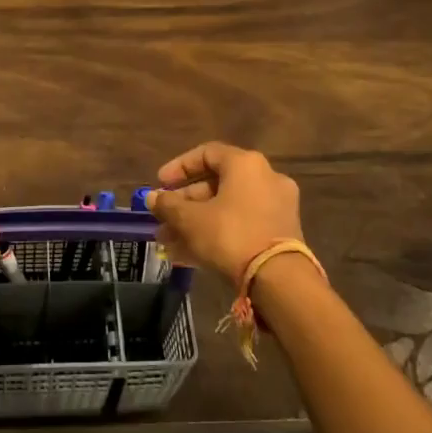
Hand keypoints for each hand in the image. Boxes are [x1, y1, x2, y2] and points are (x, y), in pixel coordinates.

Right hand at [145, 143, 305, 286]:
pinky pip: (240, 224)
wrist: (279, 279)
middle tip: (162, 219)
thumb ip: (168, 205)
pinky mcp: (280, 232)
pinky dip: (216, 233)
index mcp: (245, 164)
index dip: (179, 167)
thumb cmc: (230, 235)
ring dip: (196, 222)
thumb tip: (151, 197)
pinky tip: (188, 254)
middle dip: (184, 203)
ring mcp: (276, 206)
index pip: (207, 153)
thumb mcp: (190, 220)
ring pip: (227, 208)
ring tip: (168, 241)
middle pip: (216, 184)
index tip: (160, 184)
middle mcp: (265, 178)